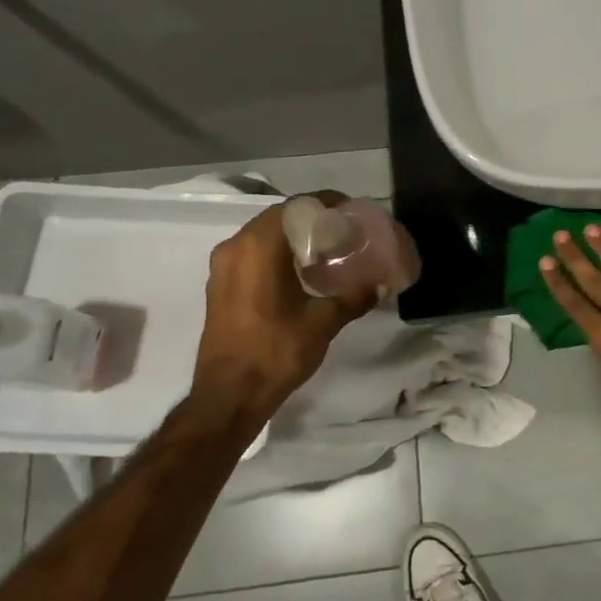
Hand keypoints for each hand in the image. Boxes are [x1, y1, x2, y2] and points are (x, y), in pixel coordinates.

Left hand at [191, 193, 376, 416]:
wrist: (228, 397)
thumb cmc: (275, 352)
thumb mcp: (322, 323)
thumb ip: (353, 297)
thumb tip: (380, 284)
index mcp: (258, 247)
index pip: (295, 207)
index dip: (326, 203)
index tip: (351, 212)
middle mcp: (235, 247)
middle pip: (279, 217)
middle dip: (312, 220)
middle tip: (344, 231)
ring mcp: (222, 267)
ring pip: (263, 235)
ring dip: (294, 237)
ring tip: (327, 250)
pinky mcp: (220, 286)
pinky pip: (252, 254)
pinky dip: (277, 253)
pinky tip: (301, 272)